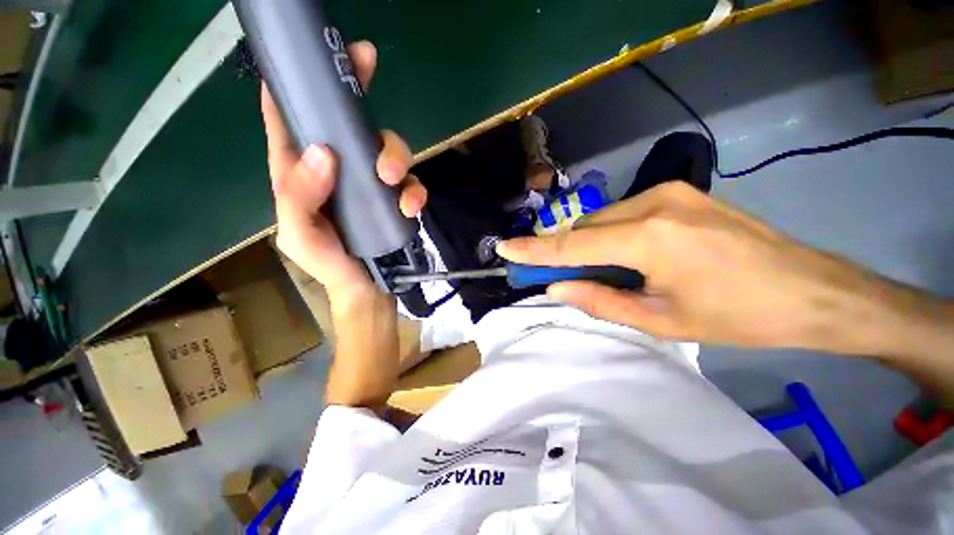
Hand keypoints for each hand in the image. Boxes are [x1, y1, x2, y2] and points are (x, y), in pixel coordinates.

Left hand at [262, 41, 426, 304]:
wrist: (366, 288)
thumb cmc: (327, 264)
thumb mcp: (300, 237)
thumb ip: (299, 198)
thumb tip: (323, 153)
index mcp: (302, 172)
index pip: (290, 119)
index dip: (297, 83)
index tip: (316, 58)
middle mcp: (338, 170)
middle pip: (348, 123)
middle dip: (359, 96)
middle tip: (369, 71)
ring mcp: (371, 184)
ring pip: (387, 149)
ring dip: (395, 156)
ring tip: (391, 180)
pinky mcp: (395, 198)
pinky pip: (410, 184)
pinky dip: (414, 192)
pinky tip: (411, 207)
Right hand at [497, 182, 934, 352]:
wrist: (813, 291)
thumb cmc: (739, 316)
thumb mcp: (661, 321)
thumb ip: (599, 301)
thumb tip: (556, 290)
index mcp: (649, 238)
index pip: (571, 244)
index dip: (533, 249)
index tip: (504, 248)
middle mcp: (653, 203)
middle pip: (584, 228)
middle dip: (564, 252)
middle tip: (555, 278)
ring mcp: (668, 192)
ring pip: (601, 220)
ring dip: (588, 245)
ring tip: (598, 272)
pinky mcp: (679, 193)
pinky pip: (623, 214)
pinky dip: (609, 236)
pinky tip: (624, 255)